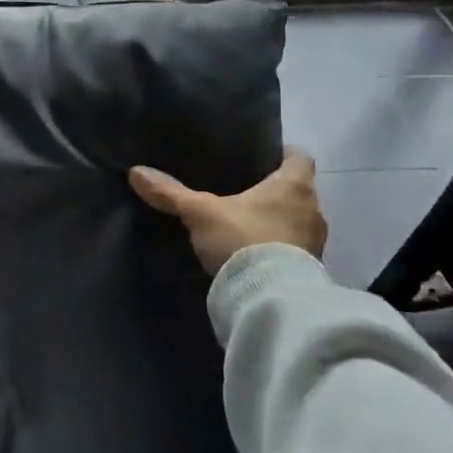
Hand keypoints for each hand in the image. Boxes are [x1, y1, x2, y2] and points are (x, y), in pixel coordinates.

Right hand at [129, 147, 326, 274]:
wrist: (269, 299)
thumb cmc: (242, 239)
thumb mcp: (200, 213)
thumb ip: (171, 193)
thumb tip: (136, 172)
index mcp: (294, 186)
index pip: (299, 158)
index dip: (283, 154)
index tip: (264, 157)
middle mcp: (313, 210)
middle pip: (299, 191)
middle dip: (276, 191)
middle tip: (246, 191)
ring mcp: (315, 243)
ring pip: (298, 222)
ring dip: (279, 222)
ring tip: (247, 223)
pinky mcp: (310, 272)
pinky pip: (295, 250)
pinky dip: (279, 248)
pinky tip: (254, 252)